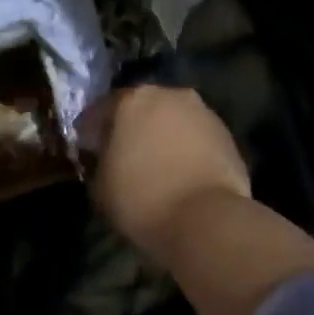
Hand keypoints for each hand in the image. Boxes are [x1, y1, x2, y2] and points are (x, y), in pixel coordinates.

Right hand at [82, 85, 252, 261]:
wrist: (205, 219)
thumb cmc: (140, 198)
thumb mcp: (100, 185)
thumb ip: (99, 161)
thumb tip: (106, 157)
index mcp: (131, 101)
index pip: (101, 110)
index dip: (90, 130)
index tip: (86, 148)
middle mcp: (169, 96)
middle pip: (142, 108)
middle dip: (130, 127)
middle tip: (121, 153)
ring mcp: (203, 113)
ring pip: (172, 120)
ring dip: (160, 136)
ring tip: (153, 165)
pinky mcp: (227, 135)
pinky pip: (194, 138)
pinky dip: (184, 149)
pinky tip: (178, 172)